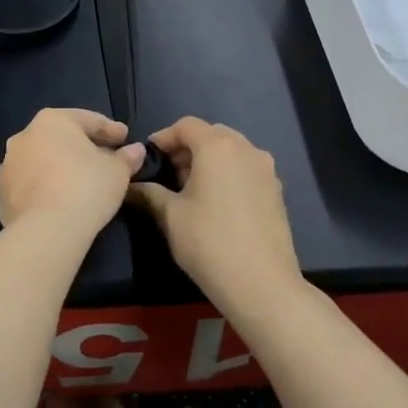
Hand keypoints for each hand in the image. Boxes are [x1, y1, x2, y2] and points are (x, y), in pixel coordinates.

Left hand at [0, 108, 145, 233]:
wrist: (45, 230)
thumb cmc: (86, 188)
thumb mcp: (117, 172)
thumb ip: (126, 157)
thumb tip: (135, 150)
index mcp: (52, 121)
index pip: (88, 120)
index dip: (110, 130)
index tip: (125, 139)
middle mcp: (24, 136)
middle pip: (62, 138)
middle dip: (84, 147)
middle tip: (106, 159)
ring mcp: (8, 165)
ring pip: (43, 160)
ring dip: (61, 166)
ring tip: (82, 182)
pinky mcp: (2, 193)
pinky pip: (31, 183)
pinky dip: (46, 186)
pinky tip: (61, 199)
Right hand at [129, 118, 301, 310]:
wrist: (260, 283)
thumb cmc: (208, 242)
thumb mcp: (170, 216)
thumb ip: (149, 193)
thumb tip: (130, 186)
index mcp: (217, 146)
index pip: (186, 125)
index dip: (164, 137)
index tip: (148, 156)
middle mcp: (246, 149)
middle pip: (212, 134)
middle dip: (187, 147)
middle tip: (168, 172)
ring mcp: (266, 170)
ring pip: (232, 151)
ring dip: (208, 160)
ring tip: (189, 188)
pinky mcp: (276, 191)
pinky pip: (246, 169)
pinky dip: (228, 173)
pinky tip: (215, 201)